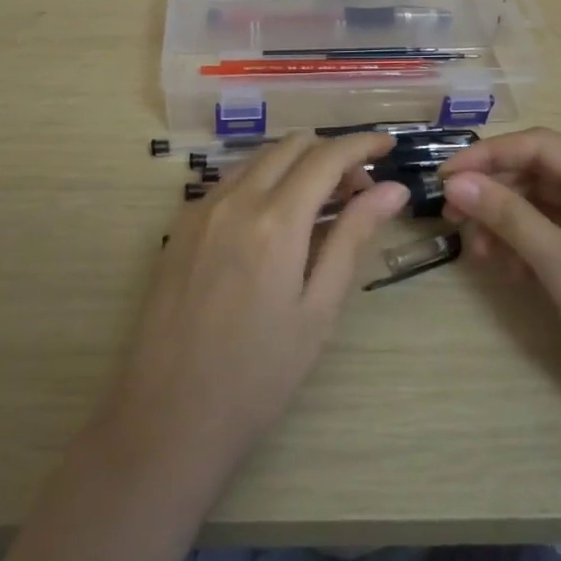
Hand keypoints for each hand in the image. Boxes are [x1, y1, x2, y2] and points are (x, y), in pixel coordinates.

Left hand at [98, 132, 407, 480]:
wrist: (168, 416)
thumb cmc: (258, 375)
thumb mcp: (318, 310)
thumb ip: (352, 238)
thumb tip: (393, 189)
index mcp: (275, 221)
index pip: (327, 157)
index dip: (362, 144)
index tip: (388, 145)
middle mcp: (235, 200)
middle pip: (291, 145)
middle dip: (331, 154)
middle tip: (358, 191)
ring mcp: (200, 209)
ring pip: (258, 158)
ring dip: (296, 164)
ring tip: (320, 206)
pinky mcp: (180, 226)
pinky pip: (230, 181)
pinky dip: (263, 181)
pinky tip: (274, 222)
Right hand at [440, 127, 560, 423]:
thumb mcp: (560, 264)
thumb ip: (506, 215)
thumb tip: (454, 183)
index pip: (540, 146)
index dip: (488, 155)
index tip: (444, 177)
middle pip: (538, 173)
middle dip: (494, 193)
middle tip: (452, 217)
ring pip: (541, 204)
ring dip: (505, 222)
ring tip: (480, 252)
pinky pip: (552, 231)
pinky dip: (524, 243)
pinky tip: (506, 268)